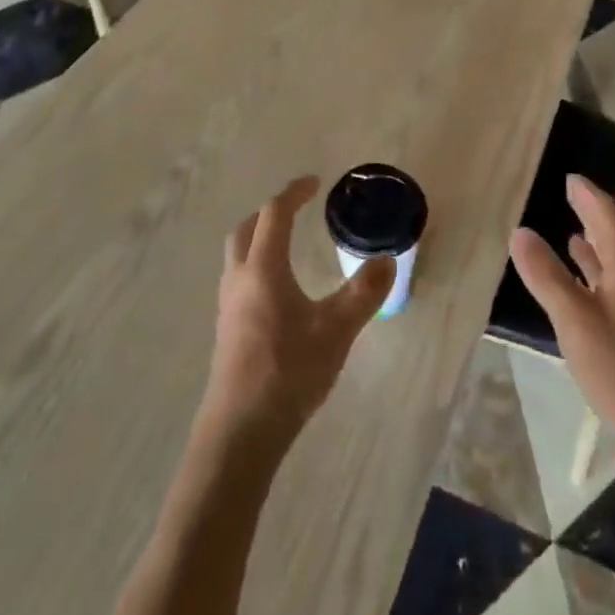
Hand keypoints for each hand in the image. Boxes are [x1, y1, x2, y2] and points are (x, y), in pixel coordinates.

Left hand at [202, 177, 394, 443]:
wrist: (240, 431)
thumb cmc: (288, 372)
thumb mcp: (336, 330)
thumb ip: (363, 293)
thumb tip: (386, 259)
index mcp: (263, 268)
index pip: (275, 213)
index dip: (294, 193)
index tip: (315, 182)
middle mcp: (240, 279)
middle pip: (247, 229)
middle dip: (270, 213)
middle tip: (297, 209)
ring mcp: (228, 306)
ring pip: (239, 255)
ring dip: (259, 239)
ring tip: (288, 246)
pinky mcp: (227, 331)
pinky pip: (240, 280)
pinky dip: (257, 266)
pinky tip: (278, 292)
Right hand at [510, 176, 614, 446]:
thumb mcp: (574, 319)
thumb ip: (546, 275)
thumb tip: (519, 231)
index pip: (609, 216)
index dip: (589, 195)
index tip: (571, 176)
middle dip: (593, 214)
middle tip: (570, 194)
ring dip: (595, 245)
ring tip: (571, 231)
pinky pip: (613, 285)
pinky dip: (595, 274)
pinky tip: (582, 282)